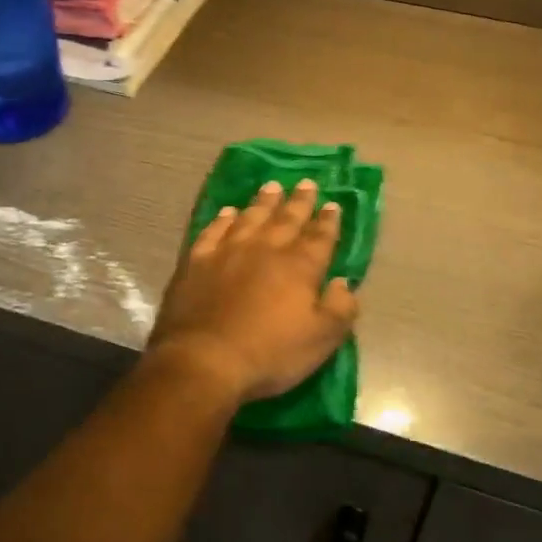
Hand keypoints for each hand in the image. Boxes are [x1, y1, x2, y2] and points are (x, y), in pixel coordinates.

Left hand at [150, 179, 358, 403]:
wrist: (204, 359)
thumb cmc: (269, 354)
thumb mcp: (320, 340)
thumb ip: (340, 309)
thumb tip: (344, 282)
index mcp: (298, 267)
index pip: (319, 238)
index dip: (328, 221)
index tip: (333, 204)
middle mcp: (265, 249)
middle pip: (286, 219)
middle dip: (299, 201)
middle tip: (307, 182)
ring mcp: (228, 250)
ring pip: (250, 217)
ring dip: (264, 201)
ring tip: (272, 187)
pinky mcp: (197, 260)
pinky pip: (213, 230)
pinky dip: (223, 219)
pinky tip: (228, 212)